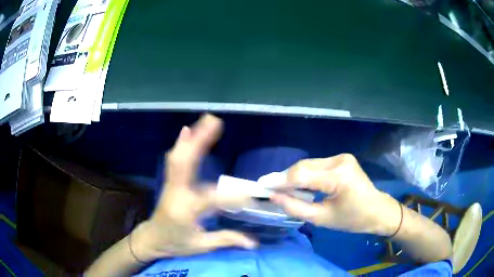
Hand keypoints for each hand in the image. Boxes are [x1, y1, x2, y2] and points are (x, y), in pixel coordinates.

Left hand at [131, 115, 256, 261]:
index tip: (251, 195)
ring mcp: (172, 184)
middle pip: (186, 162)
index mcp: (185, 210)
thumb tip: (254, 243)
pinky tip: (186, 129)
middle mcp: (177, 192)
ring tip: (207, 120)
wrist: (152, 238)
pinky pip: (174, 160)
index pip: (213, 199)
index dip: (233, 196)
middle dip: (200, 141)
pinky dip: (181, 143)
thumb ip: (227, 240)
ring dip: (193, 137)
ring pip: (179, 157)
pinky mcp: (171, 182)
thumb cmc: (176, 243)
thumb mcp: (201, 245)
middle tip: (216, 122)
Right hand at [271, 154, 400, 235]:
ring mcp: (342, 157)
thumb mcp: (323, 219)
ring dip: (294, 176)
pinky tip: (299, 184)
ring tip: (282, 189)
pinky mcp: (342, 159)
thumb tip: (274, 197)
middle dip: (285, 178)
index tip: (262, 186)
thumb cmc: (353, 220)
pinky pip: (317, 165)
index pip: (302, 174)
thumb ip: (296, 208)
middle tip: (270, 189)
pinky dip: (305, 175)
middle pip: (304, 166)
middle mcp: (340, 160)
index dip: (280, 180)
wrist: (377, 210)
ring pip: (309, 164)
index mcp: (339, 177)